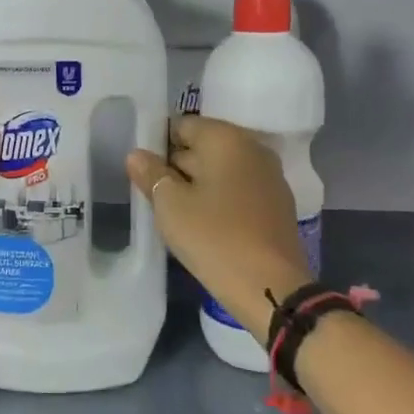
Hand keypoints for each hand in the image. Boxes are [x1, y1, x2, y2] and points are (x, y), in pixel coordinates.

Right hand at [127, 115, 311, 342]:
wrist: (269, 287)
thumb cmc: (213, 237)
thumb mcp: (169, 205)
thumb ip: (151, 173)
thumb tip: (136, 154)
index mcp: (226, 138)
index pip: (182, 126)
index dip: (157, 145)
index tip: (143, 171)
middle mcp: (252, 148)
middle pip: (203, 146)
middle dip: (177, 165)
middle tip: (152, 193)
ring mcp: (269, 177)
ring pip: (221, 170)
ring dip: (197, 185)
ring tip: (174, 211)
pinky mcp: (276, 205)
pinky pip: (238, 190)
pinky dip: (219, 199)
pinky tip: (203, 224)